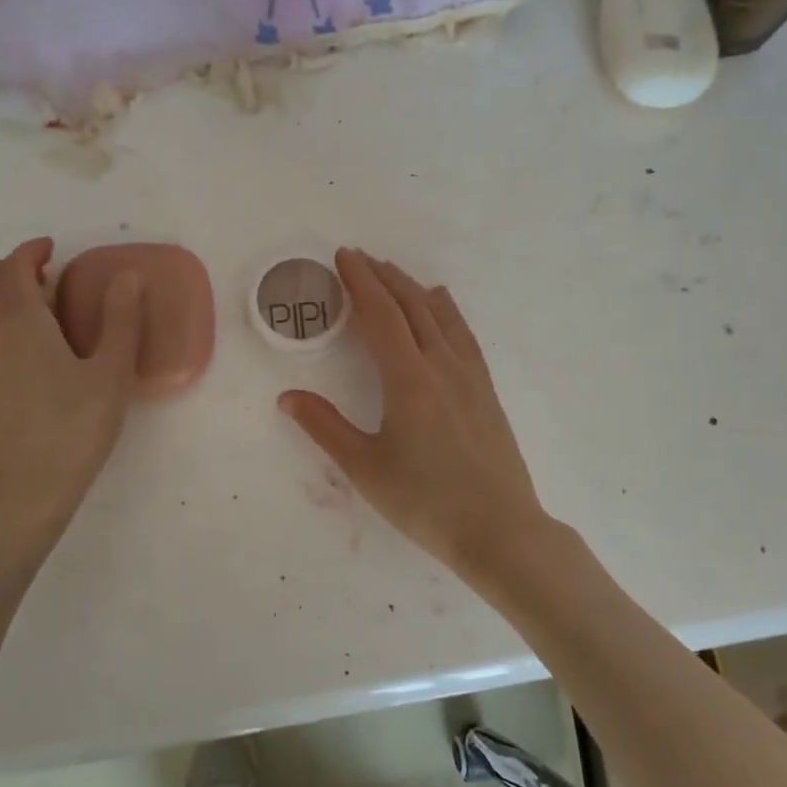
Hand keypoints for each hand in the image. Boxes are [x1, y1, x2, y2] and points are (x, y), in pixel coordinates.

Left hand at [0, 238, 142, 545]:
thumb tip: (128, 276)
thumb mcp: (110, 376)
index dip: (30, 251)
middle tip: (30, 279)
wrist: (15, 497)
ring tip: (10, 311)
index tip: (50, 251)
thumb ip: (121, 321)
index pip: (13, 268)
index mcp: (20, 322)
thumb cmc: (71, 432)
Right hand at [278, 249, 548, 582]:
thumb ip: (324, 427)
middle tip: (359, 258)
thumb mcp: (365, 468)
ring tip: (392, 272)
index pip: (380, 315)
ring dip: (412, 287)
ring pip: (439, 314)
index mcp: (408, 379)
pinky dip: (445, 309)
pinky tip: (440, 303)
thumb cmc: (425, 502)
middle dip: (383, 277)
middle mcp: (441, 365)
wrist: (500, 530)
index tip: (343, 257)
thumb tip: (287, 397)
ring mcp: (469, 375)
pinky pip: (462, 333)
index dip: (359, 282)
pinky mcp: (486, 389)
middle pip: (410, 305)